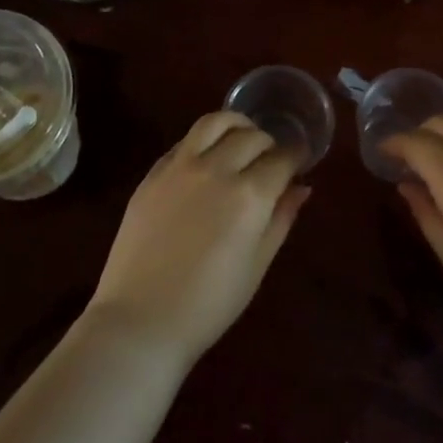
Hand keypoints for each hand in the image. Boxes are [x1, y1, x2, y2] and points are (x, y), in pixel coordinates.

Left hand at [88, 112, 307, 363]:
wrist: (141, 320)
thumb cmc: (209, 304)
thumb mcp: (257, 265)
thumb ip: (281, 219)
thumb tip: (301, 187)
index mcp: (250, 195)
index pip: (282, 158)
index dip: (295, 157)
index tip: (298, 163)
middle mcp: (217, 169)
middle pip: (252, 136)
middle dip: (269, 143)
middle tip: (271, 160)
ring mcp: (180, 167)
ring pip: (214, 122)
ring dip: (235, 124)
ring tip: (241, 138)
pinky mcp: (152, 174)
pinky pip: (184, 141)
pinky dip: (203, 140)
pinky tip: (207, 157)